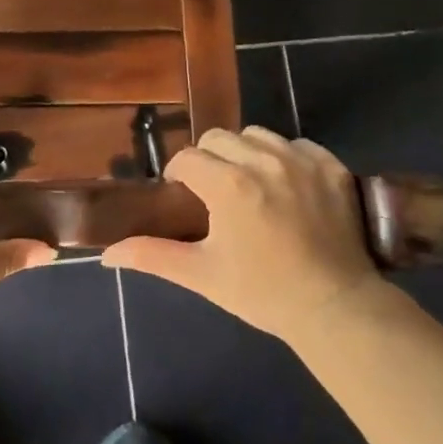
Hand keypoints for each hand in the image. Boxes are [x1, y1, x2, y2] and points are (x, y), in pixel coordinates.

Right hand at [102, 127, 406, 346]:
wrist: (335, 308)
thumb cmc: (262, 293)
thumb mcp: (201, 275)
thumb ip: (152, 255)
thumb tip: (107, 253)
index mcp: (228, 185)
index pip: (187, 158)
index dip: (178, 175)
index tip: (183, 196)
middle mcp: (263, 161)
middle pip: (219, 138)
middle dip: (208, 159)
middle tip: (213, 192)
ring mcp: (302, 160)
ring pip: (257, 135)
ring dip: (245, 153)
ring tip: (249, 184)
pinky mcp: (332, 167)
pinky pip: (297, 144)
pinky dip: (285, 157)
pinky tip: (286, 185)